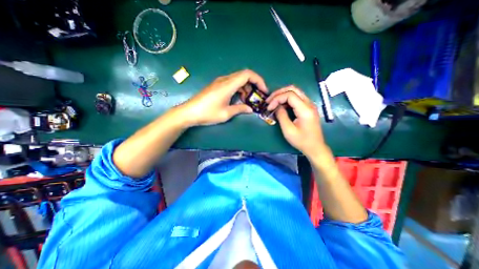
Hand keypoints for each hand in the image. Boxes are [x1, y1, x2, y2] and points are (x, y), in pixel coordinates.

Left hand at [180, 70, 267, 125]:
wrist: (189, 112)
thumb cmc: (207, 113)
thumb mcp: (226, 113)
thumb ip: (240, 109)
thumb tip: (250, 109)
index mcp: (228, 85)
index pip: (247, 74)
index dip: (258, 80)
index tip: (263, 90)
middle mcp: (224, 80)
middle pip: (244, 75)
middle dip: (254, 84)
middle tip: (258, 96)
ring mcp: (220, 82)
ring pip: (238, 79)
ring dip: (246, 88)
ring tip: (248, 100)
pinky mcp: (217, 86)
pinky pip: (232, 83)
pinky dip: (239, 89)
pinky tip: (239, 99)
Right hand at [268, 86, 327, 157]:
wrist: (315, 147)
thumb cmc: (301, 141)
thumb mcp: (288, 130)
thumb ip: (281, 116)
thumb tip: (276, 106)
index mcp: (305, 110)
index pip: (290, 95)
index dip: (277, 98)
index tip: (269, 107)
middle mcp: (309, 104)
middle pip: (293, 89)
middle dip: (279, 93)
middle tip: (269, 100)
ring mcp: (310, 105)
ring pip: (295, 92)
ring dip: (282, 95)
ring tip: (273, 102)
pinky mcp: (308, 108)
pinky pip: (296, 98)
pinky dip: (287, 99)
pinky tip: (280, 105)